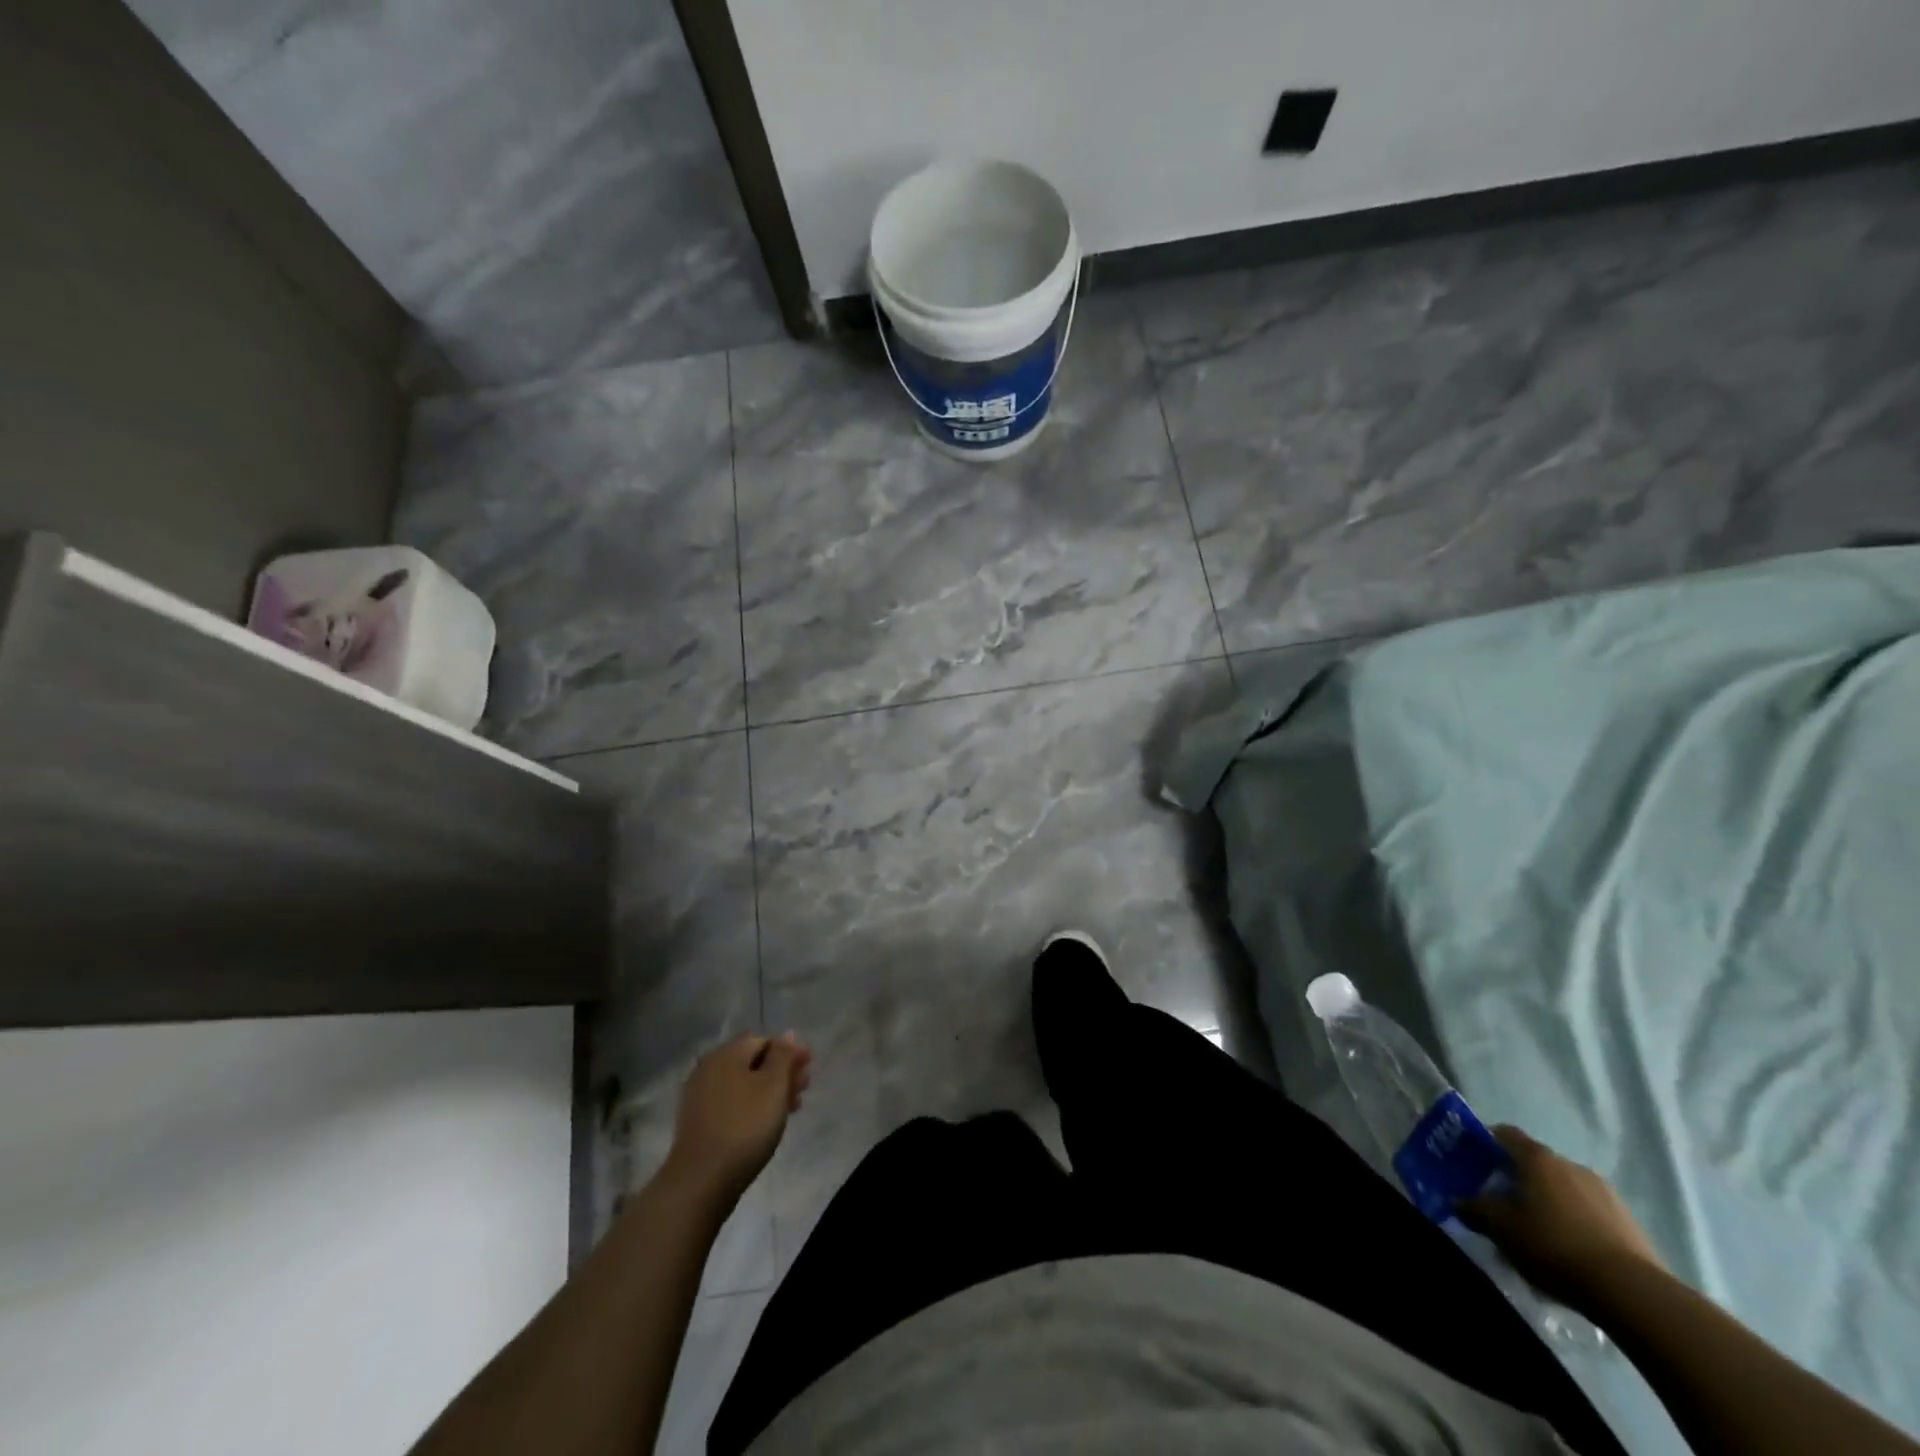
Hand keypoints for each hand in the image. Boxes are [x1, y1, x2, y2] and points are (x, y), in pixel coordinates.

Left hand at [665, 1033, 811, 1205]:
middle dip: (781, 1072)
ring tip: (790, 1108)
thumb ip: (783, 1056)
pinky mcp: (698, 1123)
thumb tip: (788, 1035)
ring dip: (768, 1091)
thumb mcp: (773, 1086)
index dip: (789, 1052)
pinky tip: (765, 1123)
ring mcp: (700, 1096)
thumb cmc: (744, 1126)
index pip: (764, 1041)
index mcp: (727, 1054)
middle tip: (803, 1090)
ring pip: (743, 1084)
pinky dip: (752, 1106)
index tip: (809, 1069)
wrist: (701, 1181)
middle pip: (752, 1062)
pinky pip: (732, 1103)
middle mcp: (709, 1068)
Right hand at [1458, 1125, 1664, 1310]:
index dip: (1487, 1142)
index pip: (1504, 1133)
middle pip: (1536, 1162)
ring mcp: (1605, 1192)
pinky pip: (1591, 1211)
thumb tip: (1458, 1201)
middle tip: (1505, 1202)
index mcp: (1537, 1158)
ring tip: (1542, 1230)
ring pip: (1566, 1187)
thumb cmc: (1553, 1245)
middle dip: (1520, 1178)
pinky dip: (1577, 1221)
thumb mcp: (1501, 1229)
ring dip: (1551, 1201)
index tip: (1476, 1161)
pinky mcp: (1630, 1222)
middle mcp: (1570, 1164)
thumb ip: (1474, 1209)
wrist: (1633, 1292)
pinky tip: (1573, 1249)